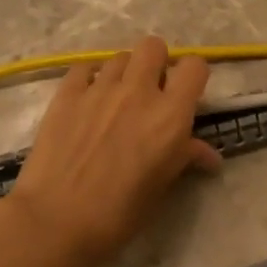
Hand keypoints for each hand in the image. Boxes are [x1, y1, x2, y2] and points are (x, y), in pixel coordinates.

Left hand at [7, 36, 222, 266]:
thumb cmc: (120, 213)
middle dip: (156, 63)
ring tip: (115, 100)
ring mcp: (99, 89)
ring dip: (124, 73)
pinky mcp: (66, 94)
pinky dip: (89, 79)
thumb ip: (185, 158)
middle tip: (149, 91)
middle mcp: (138, 92)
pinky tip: (86, 102)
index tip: (185, 95)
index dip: (192, 77)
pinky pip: (83, 68)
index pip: (195, 67)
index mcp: (170, 115)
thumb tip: (209, 155)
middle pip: (154, 46)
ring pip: (119, 57)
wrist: (57, 220)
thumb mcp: (162, 188)